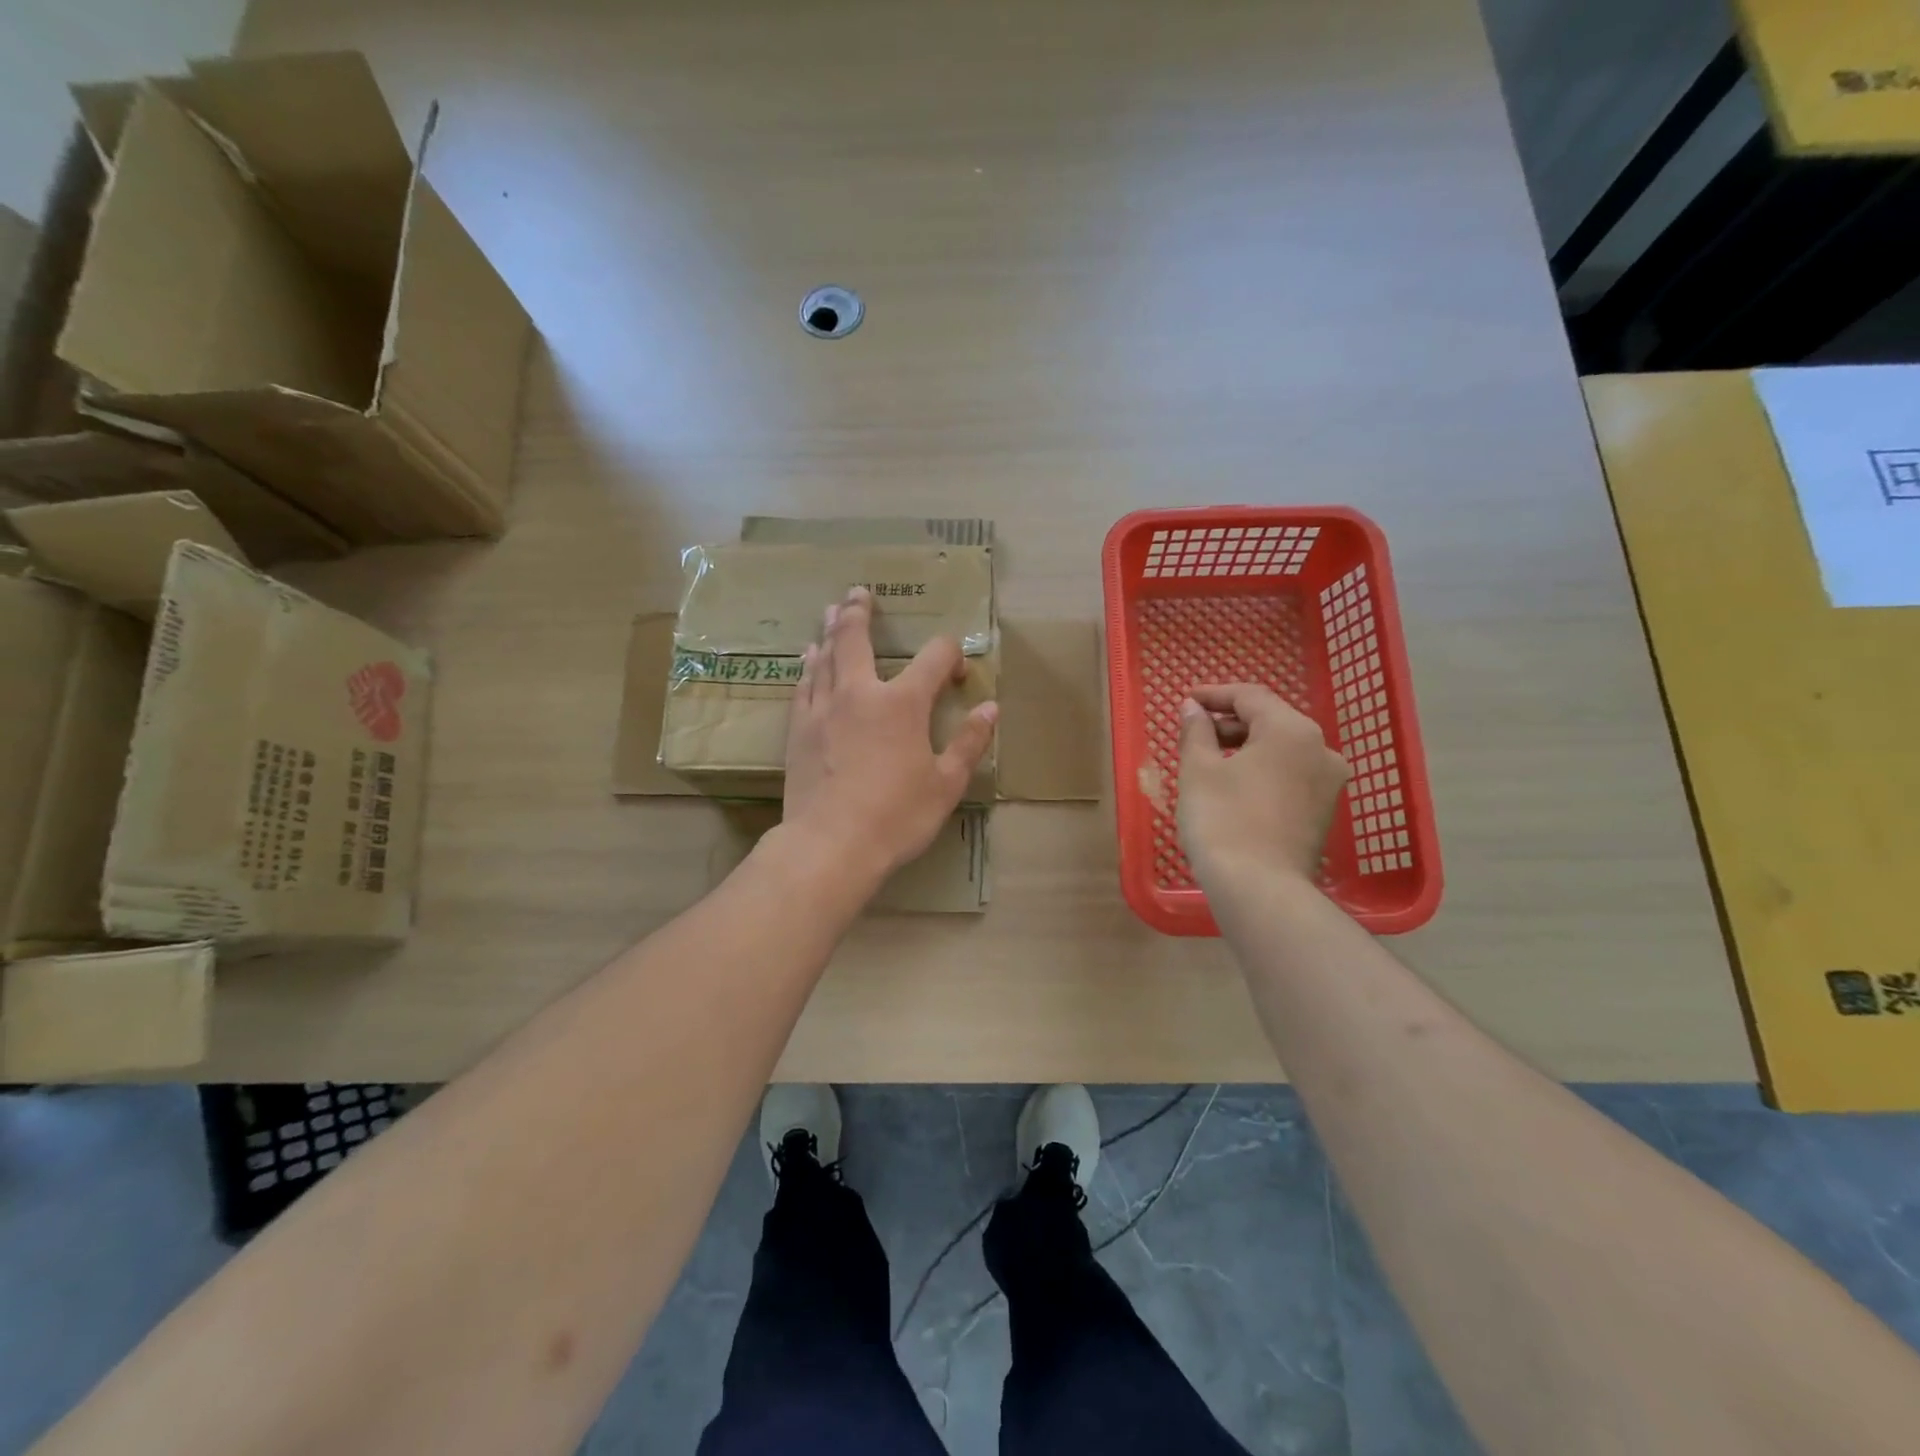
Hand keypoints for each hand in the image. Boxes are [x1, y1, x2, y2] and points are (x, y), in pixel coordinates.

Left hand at [782, 586, 997, 882]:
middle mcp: (859, 693)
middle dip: (861, 613)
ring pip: (826, 657)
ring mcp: (823, 709)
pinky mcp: (798, 730)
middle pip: (857, 639)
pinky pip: (804, 686)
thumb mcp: (946, 784)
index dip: (950, 657)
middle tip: (858, 592)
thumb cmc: (896, 816)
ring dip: (832, 631)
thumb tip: (990, 709)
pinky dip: (808, 667)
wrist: (830, 845)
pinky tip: (808, 660)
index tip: (957, 675)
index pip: (934, 658)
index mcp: (903, 703)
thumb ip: (970, 743)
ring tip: (833, 612)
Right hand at [1177, 684, 1349, 887]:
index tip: (1186, 700)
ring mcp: (1327, 782)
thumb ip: (1196, 731)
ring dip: (1246, 745)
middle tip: (1194, 731)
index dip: (1215, 694)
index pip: (1250, 696)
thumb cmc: (1223, 820)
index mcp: (1292, 730)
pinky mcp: (1324, 810)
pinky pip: (1290, 774)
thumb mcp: (1199, 770)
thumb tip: (1193, 708)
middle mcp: (1321, 749)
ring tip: (1209, 758)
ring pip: (1282, 748)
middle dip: (1230, 721)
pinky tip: (1234, 783)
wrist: (1259, 889)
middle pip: (1271, 720)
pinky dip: (1262, 768)